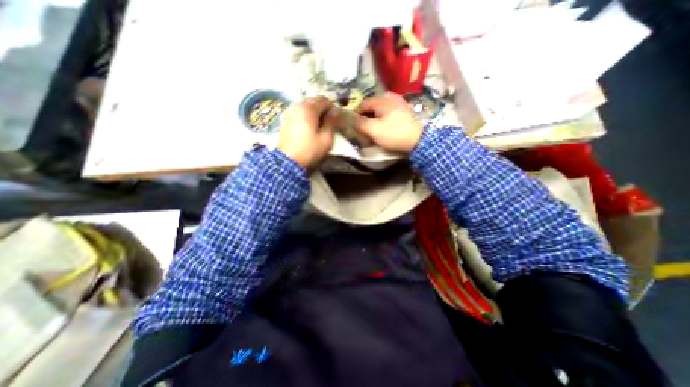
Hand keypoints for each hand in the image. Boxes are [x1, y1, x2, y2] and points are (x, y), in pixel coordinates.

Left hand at [277, 95, 337, 168]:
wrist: (288, 162)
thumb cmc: (310, 150)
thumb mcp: (326, 139)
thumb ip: (331, 123)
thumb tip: (335, 111)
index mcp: (308, 109)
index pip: (324, 100)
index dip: (332, 108)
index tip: (336, 120)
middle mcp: (297, 106)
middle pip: (313, 101)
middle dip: (323, 109)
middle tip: (328, 122)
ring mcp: (290, 113)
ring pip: (306, 106)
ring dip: (315, 112)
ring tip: (319, 125)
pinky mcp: (286, 120)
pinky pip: (299, 113)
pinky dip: (307, 116)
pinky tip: (309, 128)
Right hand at [353, 92, 423, 152]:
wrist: (417, 140)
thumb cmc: (394, 134)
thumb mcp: (373, 129)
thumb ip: (359, 123)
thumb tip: (347, 118)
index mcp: (381, 100)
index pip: (362, 104)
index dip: (355, 115)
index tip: (352, 126)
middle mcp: (389, 97)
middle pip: (371, 106)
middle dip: (364, 117)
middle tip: (361, 129)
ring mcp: (398, 103)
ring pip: (379, 110)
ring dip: (372, 119)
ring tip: (371, 130)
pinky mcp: (403, 111)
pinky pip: (387, 113)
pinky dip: (381, 119)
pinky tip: (382, 127)